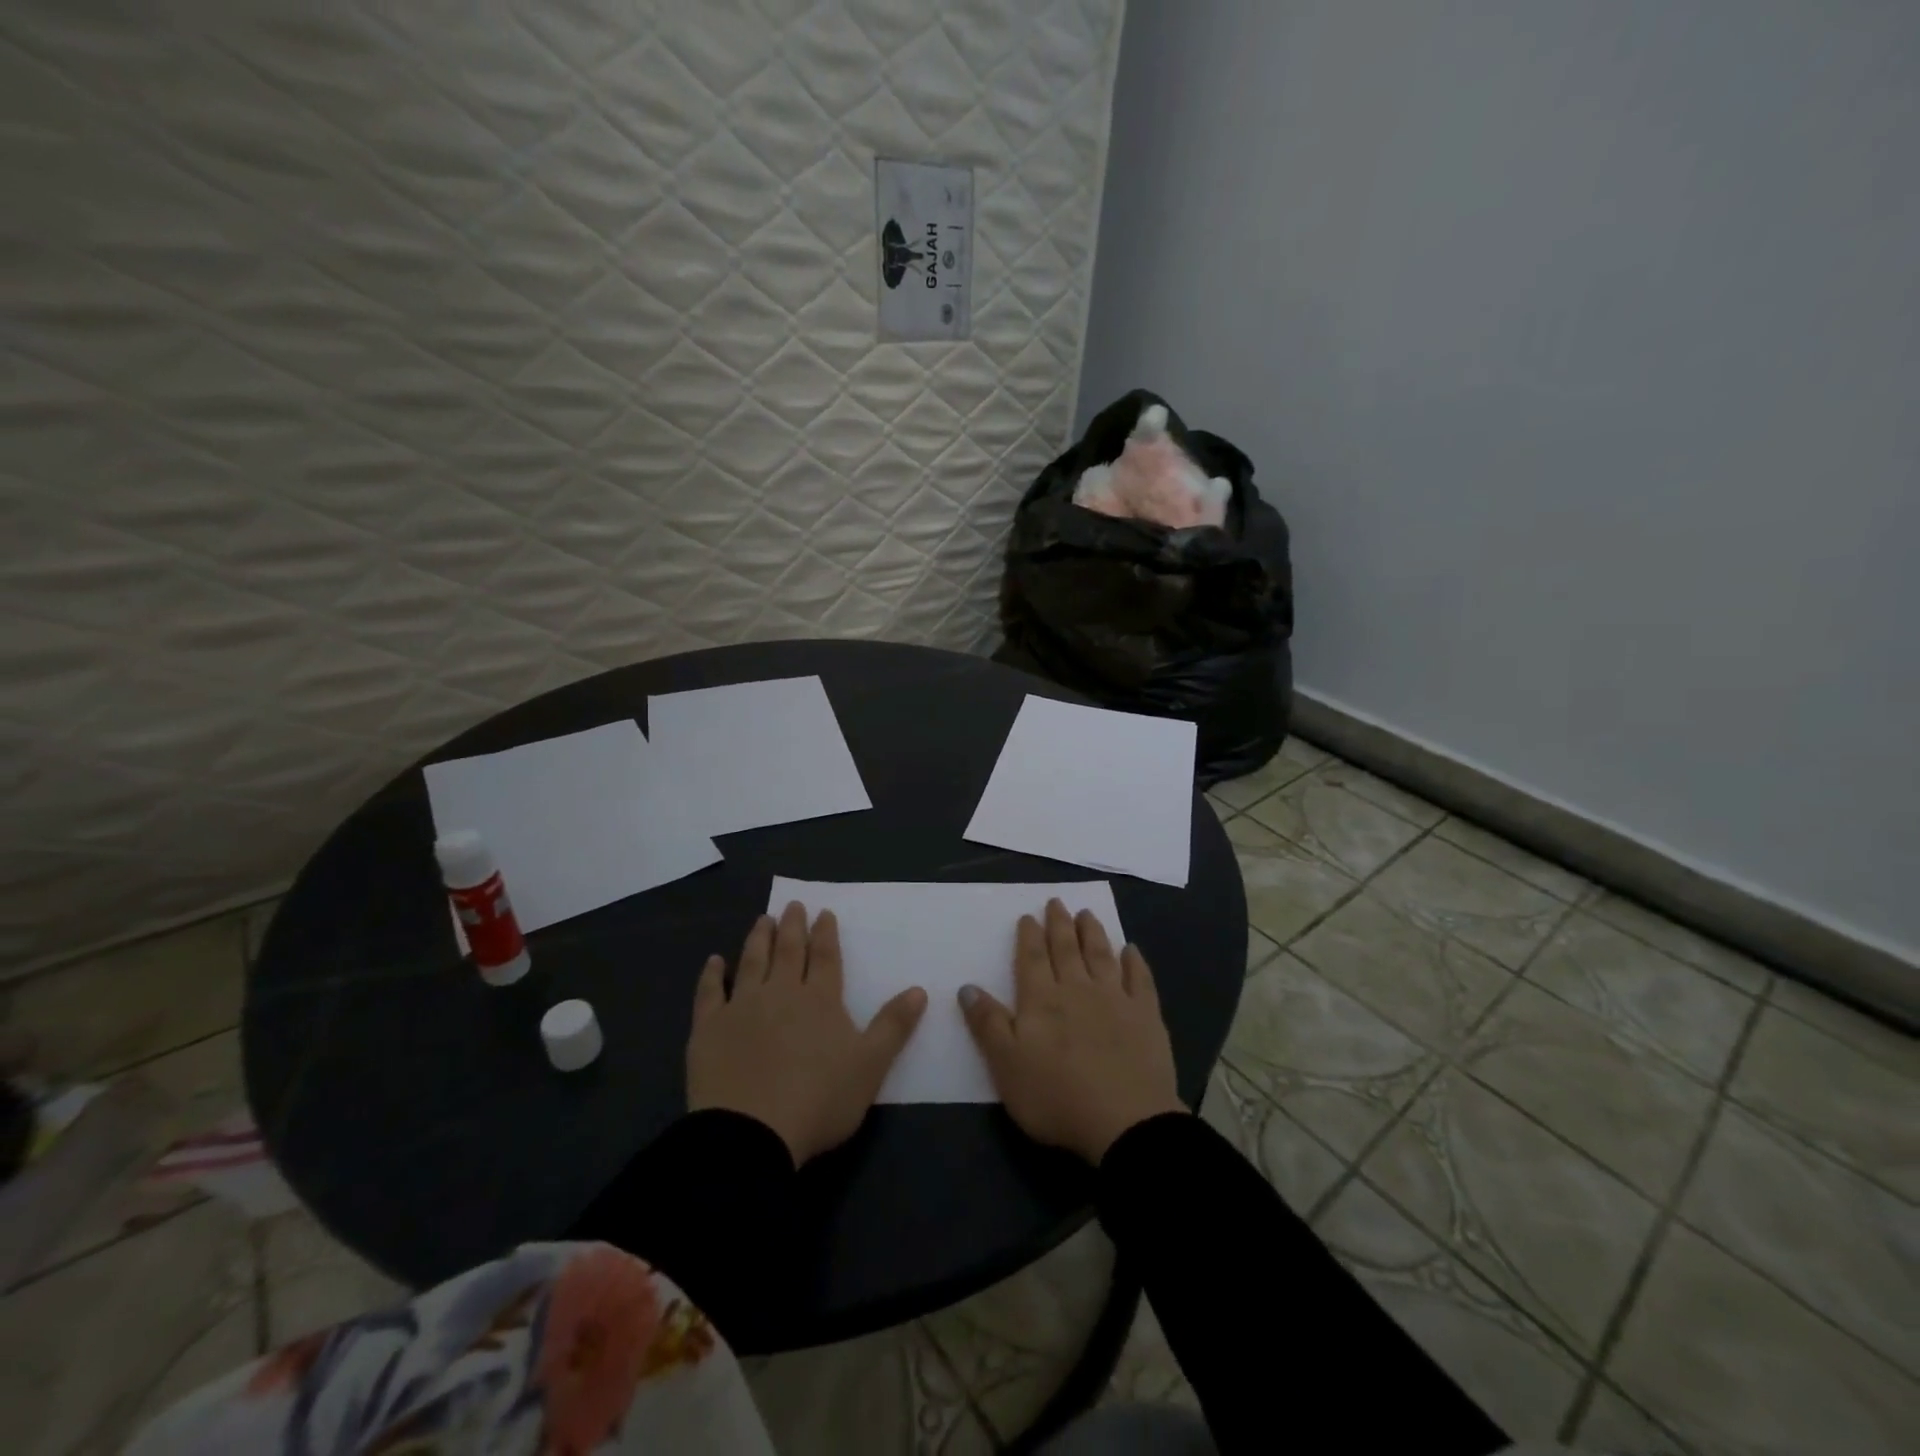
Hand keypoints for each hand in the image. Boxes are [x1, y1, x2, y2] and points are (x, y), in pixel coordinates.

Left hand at [688, 901, 927, 1165]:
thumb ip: (893, 1026)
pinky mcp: (709, 1028)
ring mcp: (742, 1007)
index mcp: (820, 999)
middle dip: (792, 926)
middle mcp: (781, 992)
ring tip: (762, 919)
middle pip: (788, 951)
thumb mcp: (870, 1066)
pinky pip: (709, 993)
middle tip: (793, 904)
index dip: (825, 934)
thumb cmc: (819, 1100)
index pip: (825, 957)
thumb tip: (919, 989)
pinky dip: (712, 974)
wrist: (751, 1133)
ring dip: (758, 939)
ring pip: (752, 962)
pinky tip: (714, 961)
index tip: (824, 912)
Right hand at [959, 899, 1185, 1163]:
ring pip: (1100, 955)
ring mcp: (1115, 999)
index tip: (1028, 916)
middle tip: (1057, 902)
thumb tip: (967, 987)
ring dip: (1092, 932)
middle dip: (1059, 924)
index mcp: (1041, 1000)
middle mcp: (1077, 989)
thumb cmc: (1056, 1097)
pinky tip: (1131, 950)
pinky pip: (1139, 979)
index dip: (1028, 936)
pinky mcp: (1146, 1016)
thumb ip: (987, 1024)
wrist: (1125, 1122)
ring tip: (1086, 914)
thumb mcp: (1006, 1066)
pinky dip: (1134, 962)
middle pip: (1066, 949)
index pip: (1031, 958)